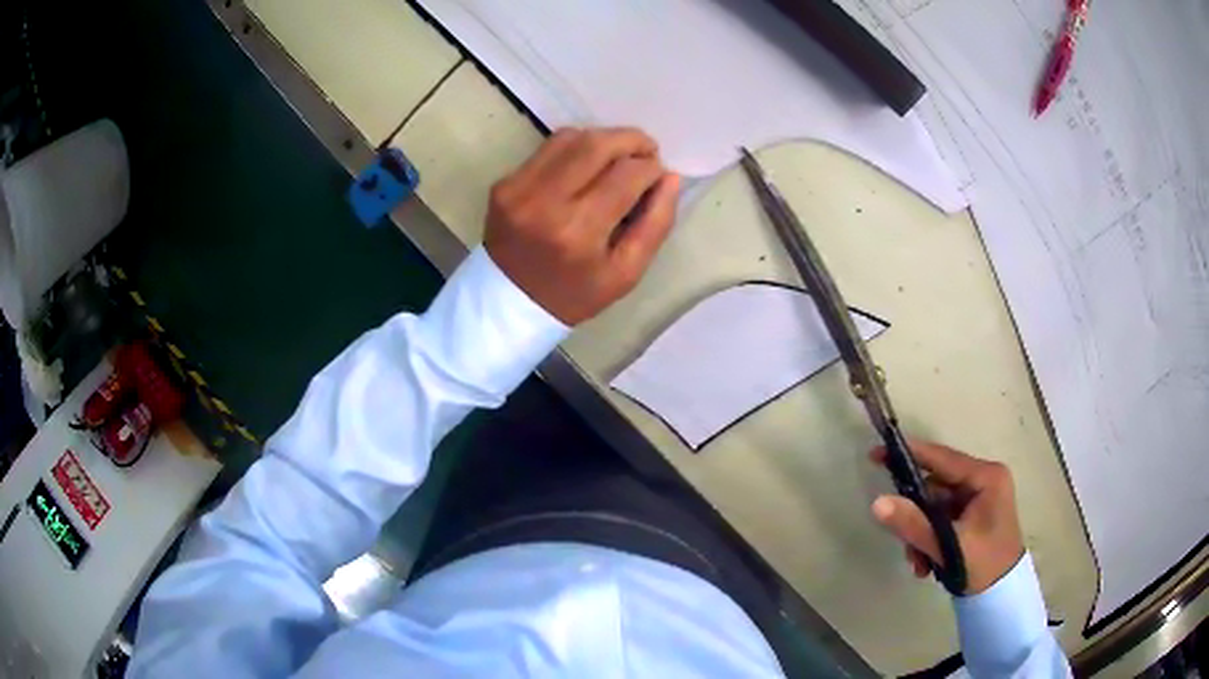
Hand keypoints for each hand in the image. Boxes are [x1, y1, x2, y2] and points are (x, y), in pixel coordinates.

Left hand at [484, 127, 680, 325]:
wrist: (510, 302)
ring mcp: (519, 189)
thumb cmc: (575, 293)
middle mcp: (546, 202)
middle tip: (646, 152)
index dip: (651, 169)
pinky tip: (585, 166)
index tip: (658, 177)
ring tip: (617, 157)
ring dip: (603, 140)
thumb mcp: (626, 274)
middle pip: (597, 144)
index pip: (627, 175)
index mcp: (579, 232)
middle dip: (631, 141)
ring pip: (571, 138)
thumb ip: (655, 224)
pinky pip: (547, 149)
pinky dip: (574, 149)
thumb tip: (670, 177)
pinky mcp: (504, 183)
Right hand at [870, 442, 1024, 594]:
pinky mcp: (972, 515)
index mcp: (986, 477)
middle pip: (935, 487)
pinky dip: (929, 540)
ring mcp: (978, 498)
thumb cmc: (985, 564)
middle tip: (901, 538)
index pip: (943, 458)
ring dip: (921, 535)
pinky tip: (926, 565)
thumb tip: (877, 502)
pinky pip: (941, 520)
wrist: (1002, 595)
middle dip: (916, 517)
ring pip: (934, 507)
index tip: (877, 453)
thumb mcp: (949, 546)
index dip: (910, 455)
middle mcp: (983, 480)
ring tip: (918, 564)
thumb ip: (914, 524)